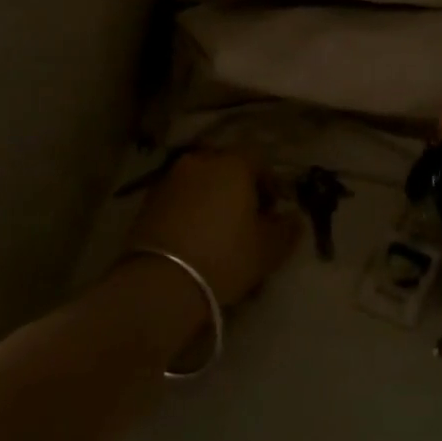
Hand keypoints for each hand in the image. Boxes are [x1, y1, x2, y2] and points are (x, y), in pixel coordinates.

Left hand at [127, 150, 298, 306]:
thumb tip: (293, 218)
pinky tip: (193, 237)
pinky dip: (189, 209)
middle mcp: (201, 161)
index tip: (273, 210)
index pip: (259, 160)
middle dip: (239, 187)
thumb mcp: (267, 249)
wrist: (160, 281)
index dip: (269, 183)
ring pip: (201, 181)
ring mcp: (171, 179)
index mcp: (233, 164)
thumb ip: (286, 229)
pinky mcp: (148, 200)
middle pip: (227, 167)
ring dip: (212, 197)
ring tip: (217, 230)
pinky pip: (179, 197)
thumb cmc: (224, 256)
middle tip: (246, 218)